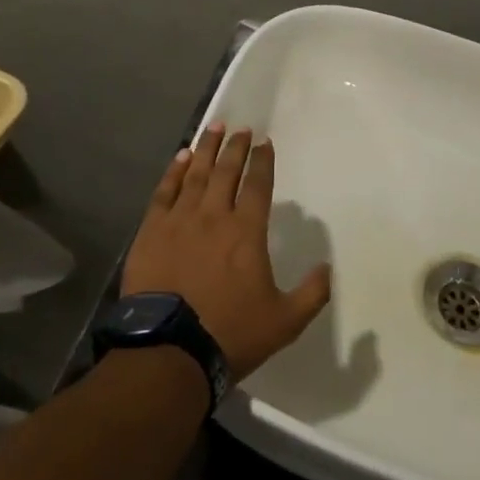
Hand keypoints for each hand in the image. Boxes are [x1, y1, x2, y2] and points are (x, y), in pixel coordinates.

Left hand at [121, 124, 331, 383]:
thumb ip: (312, 293)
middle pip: (226, 171)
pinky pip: (164, 192)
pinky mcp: (151, 231)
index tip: (265, 142)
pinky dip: (174, 172)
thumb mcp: (285, 321)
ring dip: (206, 149)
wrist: (169, 350)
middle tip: (240, 128)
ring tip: (213, 128)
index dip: (263, 161)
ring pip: (195, 174)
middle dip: (235, 147)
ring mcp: (179, 221)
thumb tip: (328, 269)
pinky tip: (181, 157)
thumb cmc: (230, 333)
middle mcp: (214, 216)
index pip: (257, 185)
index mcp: (246, 232)